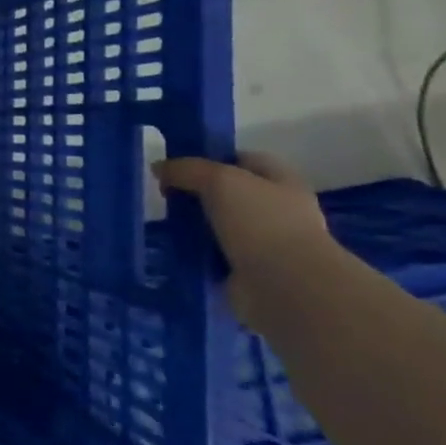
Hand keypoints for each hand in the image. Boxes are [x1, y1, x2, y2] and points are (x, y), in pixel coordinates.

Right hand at [153, 152, 329, 322]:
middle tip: (166, 197)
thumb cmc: (261, 222)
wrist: (286, 286)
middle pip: (229, 194)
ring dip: (194, 226)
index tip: (178, 166)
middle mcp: (278, 210)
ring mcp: (265, 243)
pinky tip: (175, 250)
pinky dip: (196, 254)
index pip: (243, 159)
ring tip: (165, 225)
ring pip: (219, 226)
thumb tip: (159, 168)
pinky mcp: (249, 271)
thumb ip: (186, 169)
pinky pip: (214, 255)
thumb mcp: (218, 180)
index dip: (211, 158)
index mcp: (282, 181)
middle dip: (197, 195)